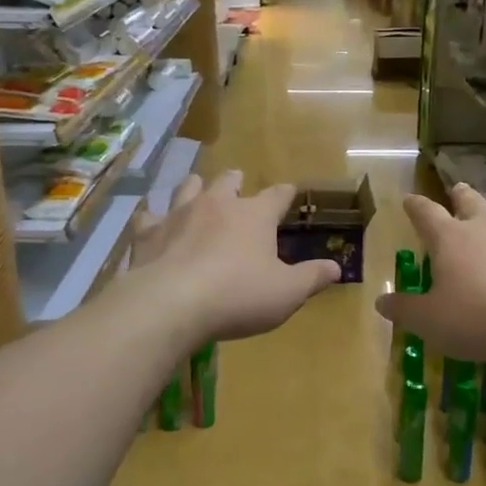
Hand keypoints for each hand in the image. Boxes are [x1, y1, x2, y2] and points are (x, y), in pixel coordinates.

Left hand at [127, 171, 341, 345]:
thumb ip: (312, 277)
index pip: (276, 196)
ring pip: (189, 188)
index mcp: (255, 215)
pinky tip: (152, 220)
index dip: (285, 193)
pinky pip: (150, 215)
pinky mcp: (149, 232)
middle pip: (228, 181)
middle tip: (238, 183)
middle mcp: (217, 204)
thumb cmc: (238, 296)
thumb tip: (336, 268)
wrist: (171, 303)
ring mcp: (179, 214)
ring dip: (196, 187)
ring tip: (197, 188)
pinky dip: (154, 216)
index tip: (289, 191)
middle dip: (236, 182)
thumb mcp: (287, 293)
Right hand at [375, 185, 485, 366]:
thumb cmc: (476, 320)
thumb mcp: (429, 321)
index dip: (415, 206)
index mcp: (450, 239)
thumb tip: (381, 302)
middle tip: (458, 189)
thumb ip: (404, 310)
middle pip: (470, 202)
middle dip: (461, 195)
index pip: (426, 213)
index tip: (408, 200)